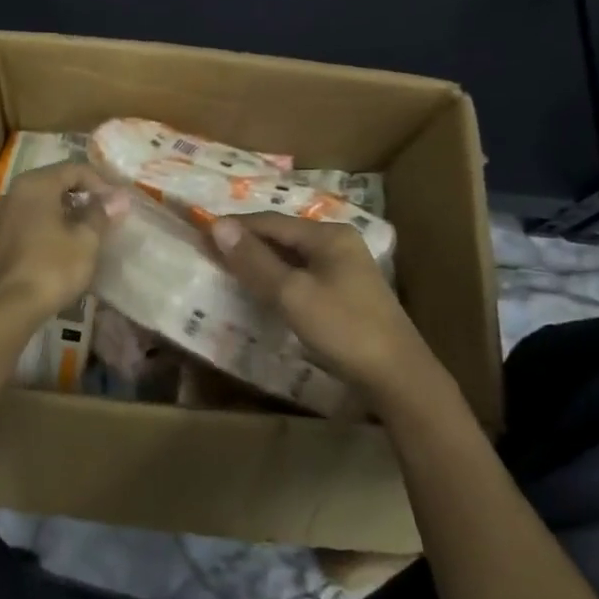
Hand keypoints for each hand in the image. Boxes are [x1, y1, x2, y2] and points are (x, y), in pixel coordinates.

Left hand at [0, 161, 128, 322]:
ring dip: (65, 211)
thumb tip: (119, 197)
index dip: (100, 183)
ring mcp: (1, 215)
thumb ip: (101, 213)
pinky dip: (48, 225)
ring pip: (40, 202)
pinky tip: (62, 246)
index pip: (74, 169)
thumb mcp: (86, 240)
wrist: (7, 308)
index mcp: (36, 184)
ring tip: (86, 231)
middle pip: (55, 182)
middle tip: (105, 215)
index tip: (117, 204)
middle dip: (82, 195)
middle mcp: (14, 191)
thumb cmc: (52, 267)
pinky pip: (28, 220)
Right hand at [209, 213, 438, 401]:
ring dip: (262, 262)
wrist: (398, 377)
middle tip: (211, 254)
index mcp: (328, 234)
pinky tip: (264, 291)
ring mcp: (345, 268)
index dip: (235, 227)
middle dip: (247, 243)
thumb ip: (255, 260)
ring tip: (230, 271)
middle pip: (283, 235)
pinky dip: (279, 278)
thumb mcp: (292, 294)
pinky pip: (303, 274)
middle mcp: (338, 242)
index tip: (201, 234)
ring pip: (292, 256)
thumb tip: (217, 225)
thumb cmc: (343, 329)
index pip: (270, 221)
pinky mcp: (347, 292)